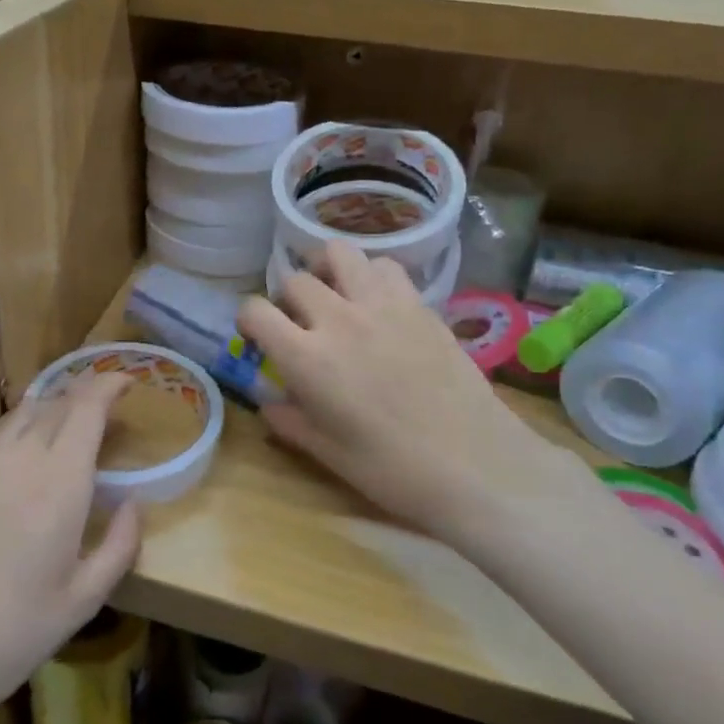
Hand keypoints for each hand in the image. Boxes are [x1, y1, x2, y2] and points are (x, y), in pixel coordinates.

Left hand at [0, 375, 142, 723]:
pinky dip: (25, 422)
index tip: (130, 381)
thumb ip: (119, 546)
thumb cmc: (10, 636)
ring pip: (25, 412)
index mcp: (59, 483)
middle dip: (87, 392)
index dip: (109, 384)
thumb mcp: (82, 601)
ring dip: (55, 403)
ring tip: (75, 419)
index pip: (86, 408)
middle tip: (111, 405)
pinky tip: (32, 445)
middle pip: (56, 402)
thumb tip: (135, 504)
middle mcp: (21, 460)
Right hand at [239, 241, 534, 539]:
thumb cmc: (393, 469)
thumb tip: (269, 403)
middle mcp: (338, 319)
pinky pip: (386, 266)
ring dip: (327, 269)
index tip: (256, 335)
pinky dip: (371, 274)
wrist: (475, 464)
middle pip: (296, 280)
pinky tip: (376, 300)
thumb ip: (290, 421)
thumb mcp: (328, 453)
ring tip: (334, 292)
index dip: (248, 319)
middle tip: (299, 322)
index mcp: (307, 358)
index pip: (256, 311)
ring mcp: (382, 305)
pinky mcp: (419, 304)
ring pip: (340, 253)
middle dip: (287, 298)